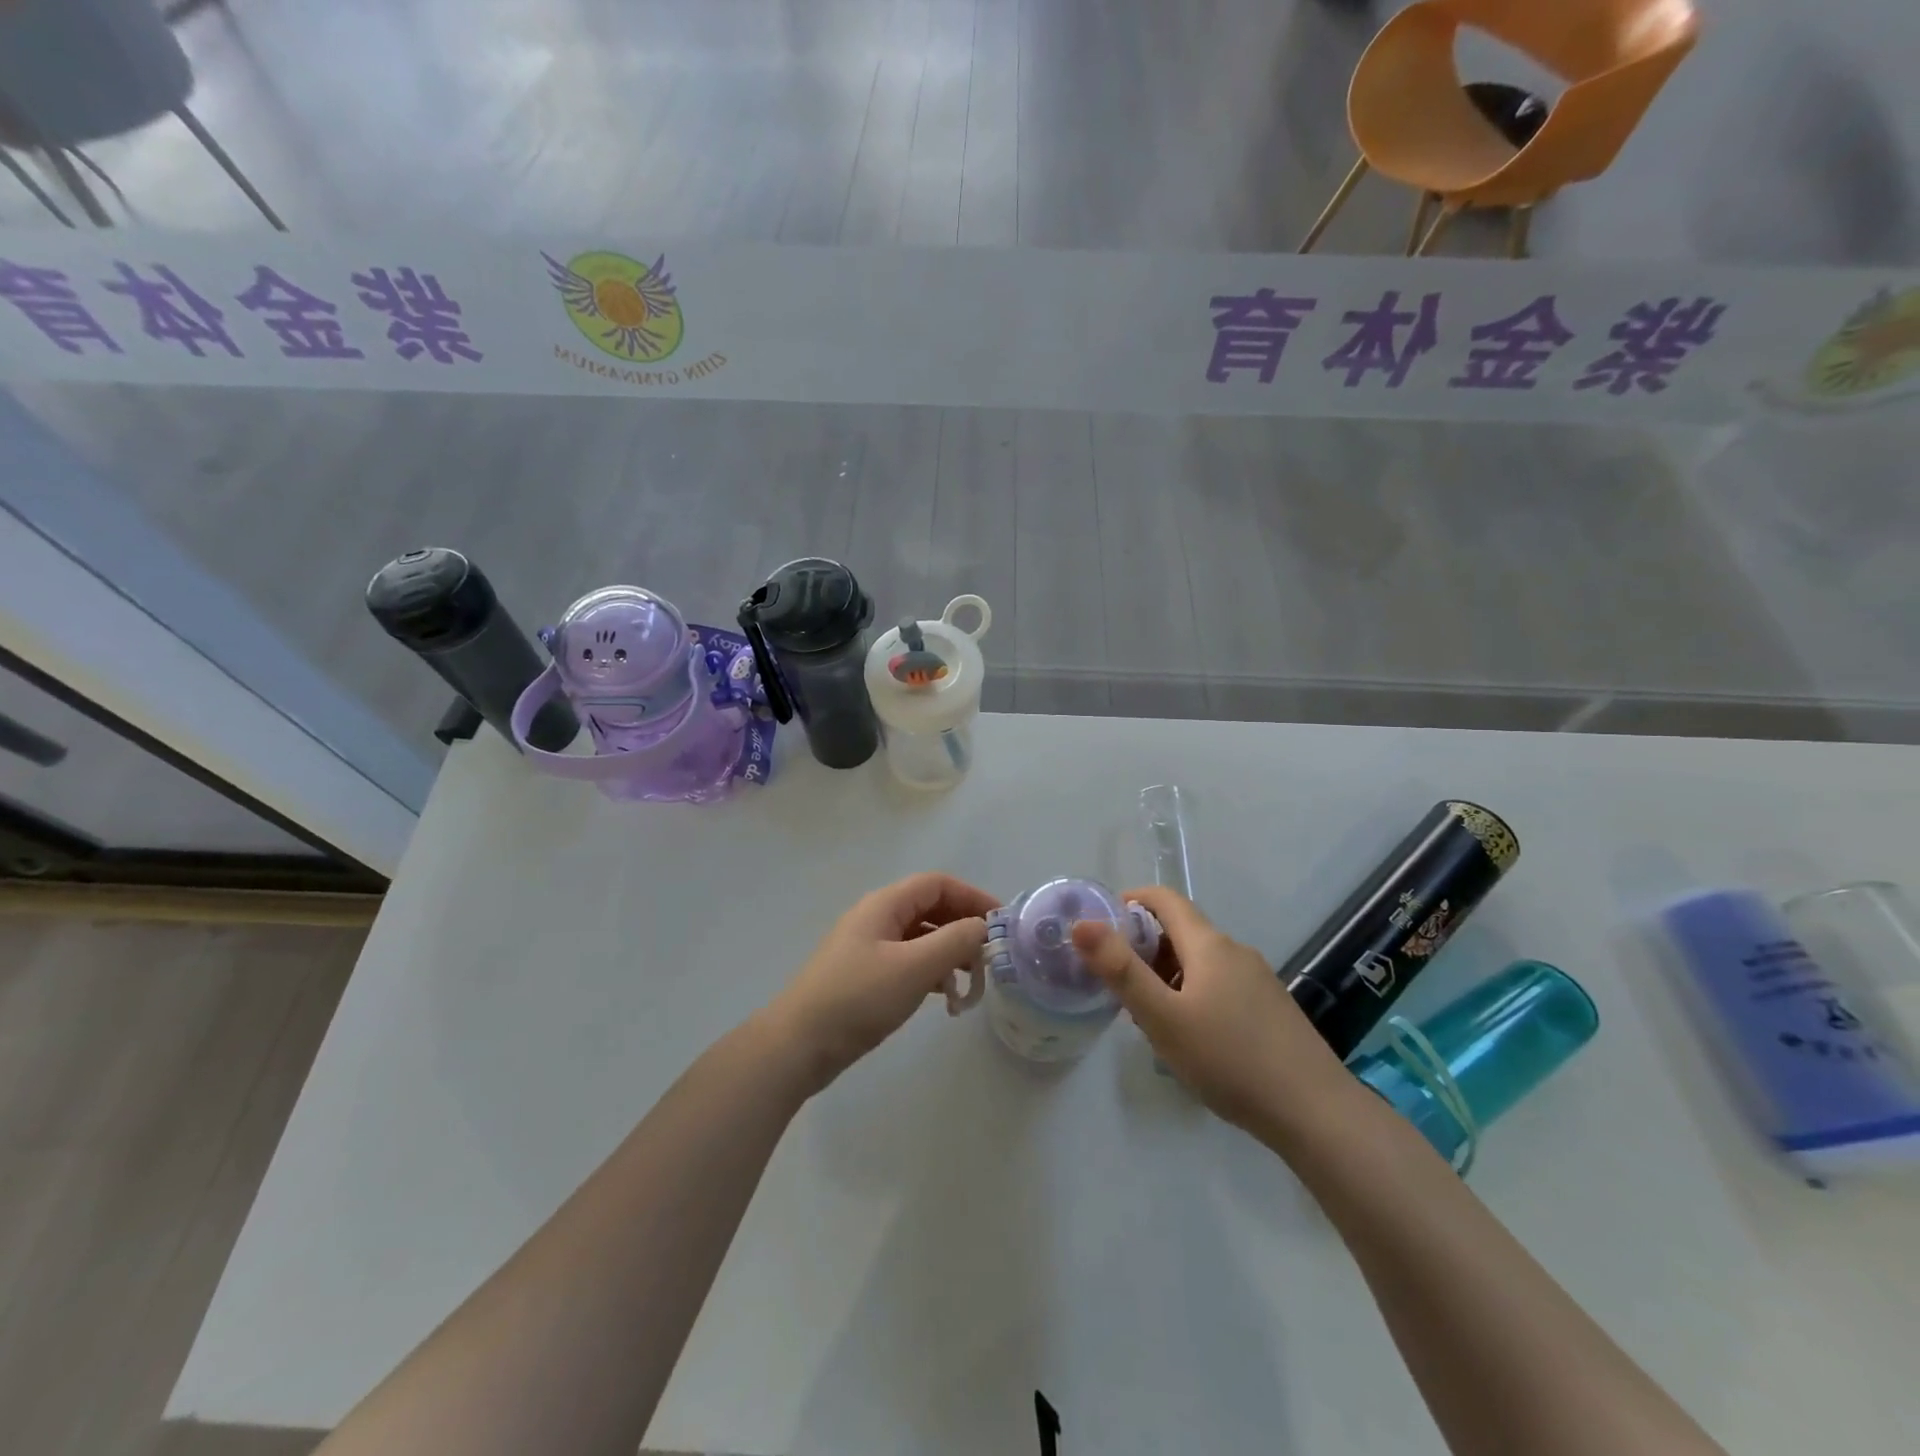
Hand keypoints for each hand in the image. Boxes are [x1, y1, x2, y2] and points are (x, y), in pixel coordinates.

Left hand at [769, 872, 996, 1092]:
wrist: (798, 1046)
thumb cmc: (858, 998)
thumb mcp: (914, 968)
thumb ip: (954, 941)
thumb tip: (982, 927)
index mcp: (884, 905)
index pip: (937, 884)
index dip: (972, 897)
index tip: (1000, 923)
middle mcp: (876, 918)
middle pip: (930, 909)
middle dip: (963, 928)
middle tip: (989, 957)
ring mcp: (868, 948)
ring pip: (920, 938)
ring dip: (949, 954)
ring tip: (971, 984)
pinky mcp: (865, 976)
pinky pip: (908, 962)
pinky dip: (931, 973)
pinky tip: (945, 999)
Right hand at [1072, 887, 1350, 1134]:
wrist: (1316, 1113)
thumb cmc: (1229, 1060)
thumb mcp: (1163, 1018)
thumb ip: (1120, 970)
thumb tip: (1081, 924)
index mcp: (1209, 944)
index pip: (1164, 899)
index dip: (1129, 902)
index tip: (1100, 927)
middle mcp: (1235, 951)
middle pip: (1181, 930)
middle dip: (1143, 945)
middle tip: (1115, 981)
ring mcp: (1258, 980)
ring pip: (1200, 961)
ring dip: (1167, 973)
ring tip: (1146, 1014)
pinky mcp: (1270, 1008)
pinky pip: (1220, 984)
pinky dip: (1192, 992)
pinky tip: (1189, 1035)